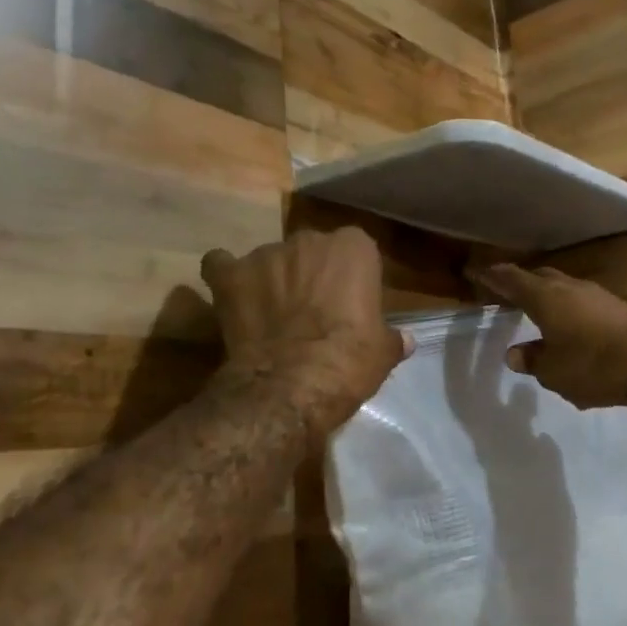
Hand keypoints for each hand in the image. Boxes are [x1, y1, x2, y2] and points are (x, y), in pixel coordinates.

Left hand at [201, 228, 410, 438]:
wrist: (290, 385)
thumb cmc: (348, 362)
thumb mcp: (382, 353)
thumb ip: (391, 338)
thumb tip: (404, 341)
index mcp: (354, 248)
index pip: (356, 250)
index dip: (350, 278)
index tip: (349, 305)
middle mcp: (309, 240)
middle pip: (311, 251)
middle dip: (310, 275)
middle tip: (311, 312)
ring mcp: (265, 254)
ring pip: (271, 259)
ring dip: (272, 280)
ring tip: (270, 316)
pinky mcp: (230, 275)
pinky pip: (222, 265)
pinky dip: (227, 276)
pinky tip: (231, 296)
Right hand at [472, 263, 626, 409]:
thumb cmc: (591, 367)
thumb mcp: (553, 372)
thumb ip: (532, 360)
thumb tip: (515, 354)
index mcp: (546, 298)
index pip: (511, 279)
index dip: (491, 276)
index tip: (475, 272)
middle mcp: (569, 287)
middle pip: (538, 277)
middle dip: (521, 282)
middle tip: (506, 292)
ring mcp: (596, 294)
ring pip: (563, 286)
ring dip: (547, 294)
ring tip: (537, 309)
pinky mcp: (616, 306)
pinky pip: (582, 300)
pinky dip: (568, 307)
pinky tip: (569, 324)